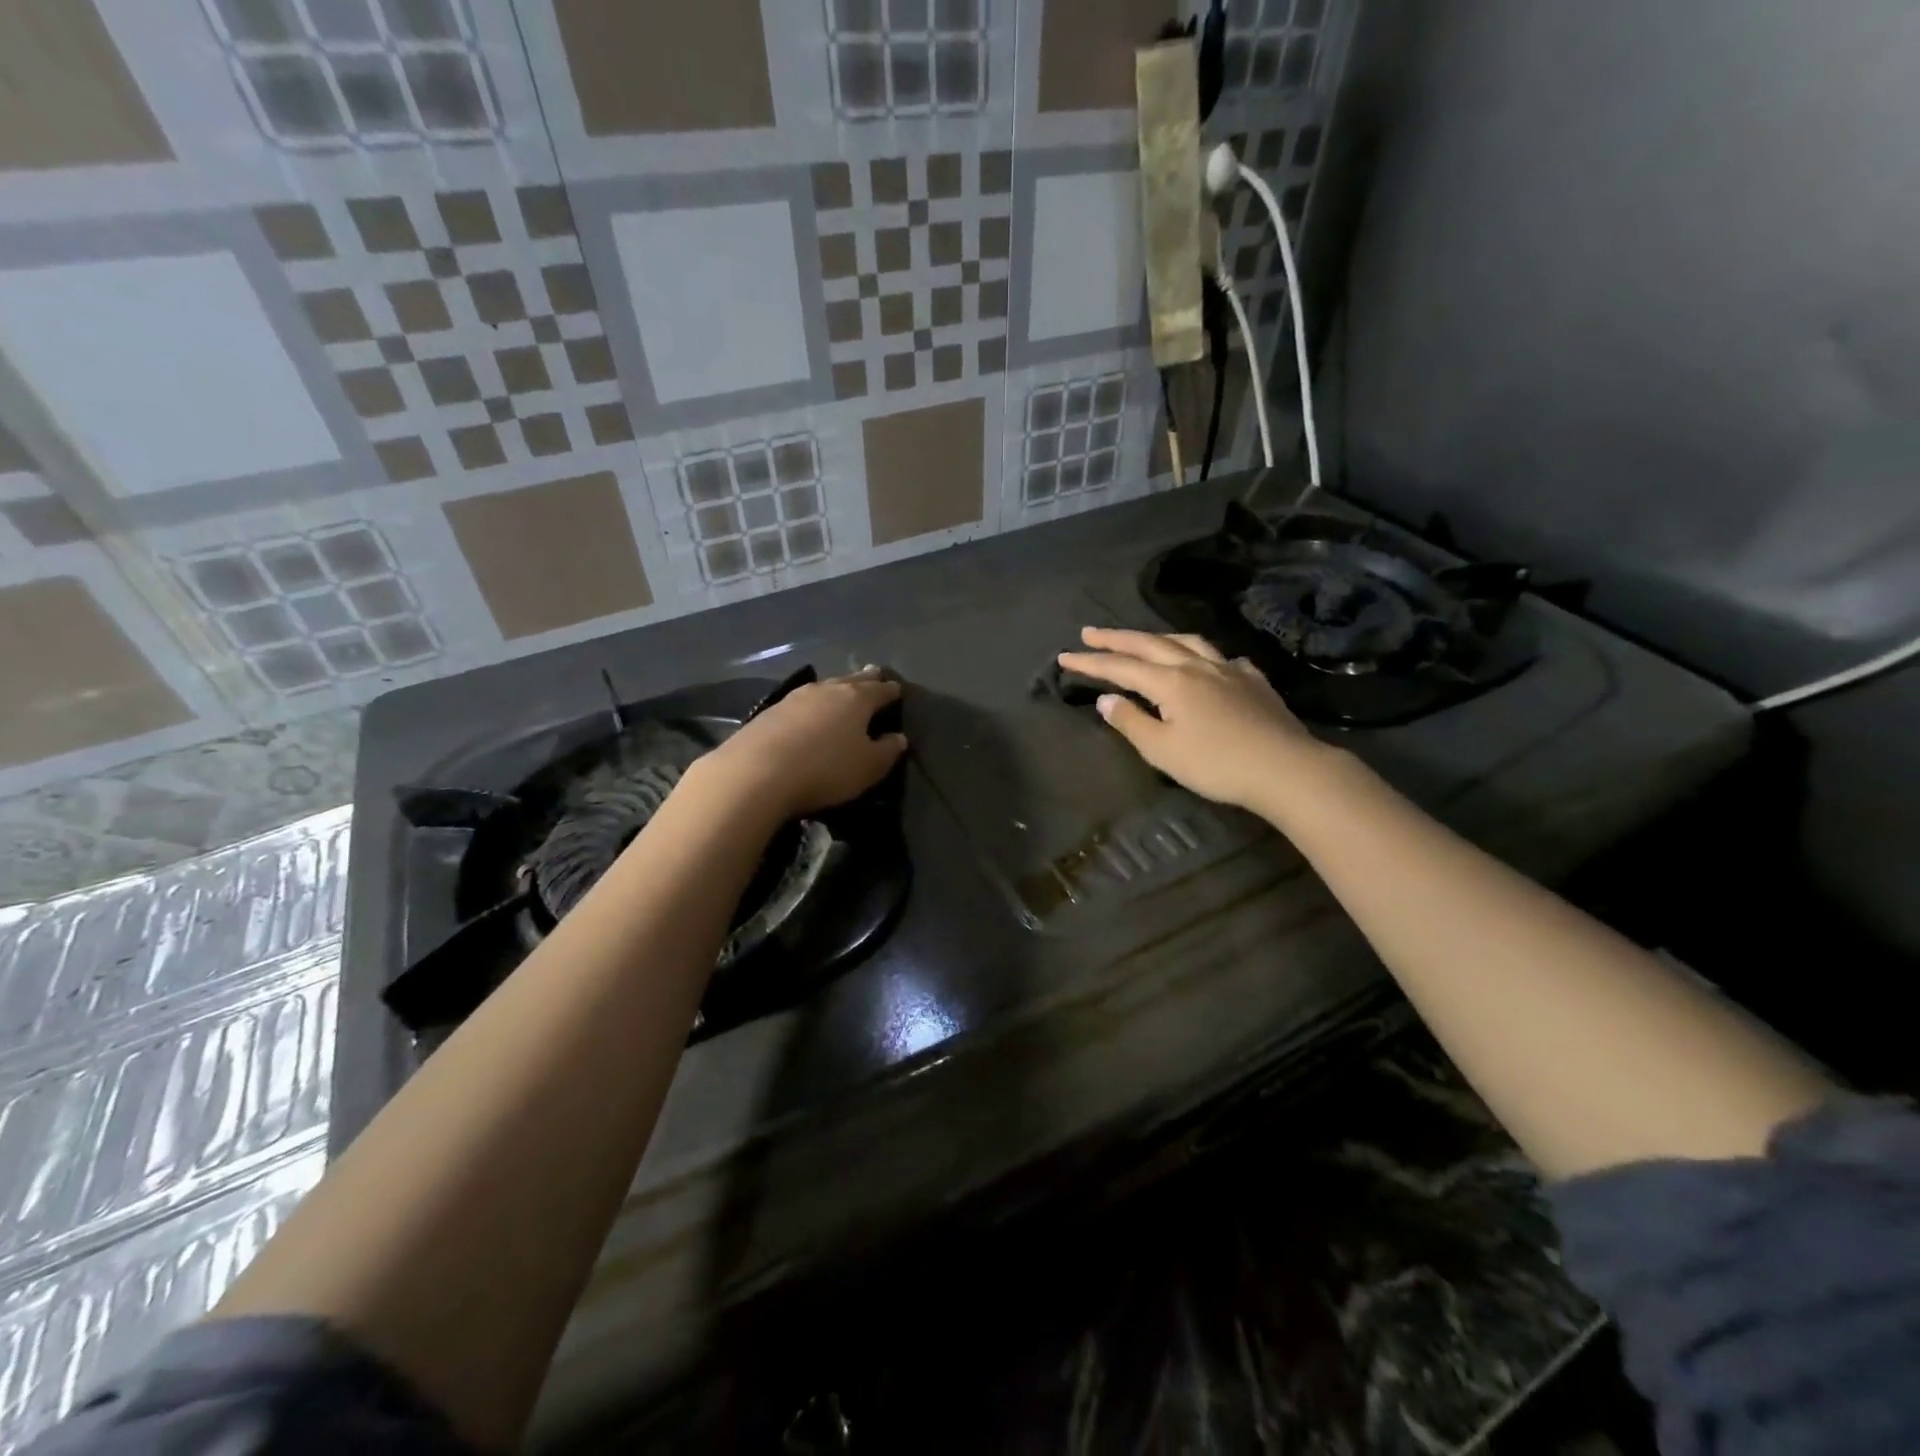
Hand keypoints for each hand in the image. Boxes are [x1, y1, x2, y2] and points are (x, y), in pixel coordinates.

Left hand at [696, 667, 907, 820]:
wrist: (756, 773)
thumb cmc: (825, 769)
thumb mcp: (867, 767)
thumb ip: (887, 751)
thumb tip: (899, 738)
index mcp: (856, 699)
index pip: (880, 690)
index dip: (891, 691)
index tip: (898, 690)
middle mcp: (827, 690)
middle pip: (852, 680)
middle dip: (865, 679)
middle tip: (874, 674)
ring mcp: (795, 698)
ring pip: (825, 688)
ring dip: (836, 689)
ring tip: (843, 690)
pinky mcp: (769, 712)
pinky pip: (801, 702)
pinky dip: (812, 705)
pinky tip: (809, 711)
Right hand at [1057, 628, 1327, 812]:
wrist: (1284, 768)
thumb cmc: (1216, 764)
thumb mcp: (1162, 750)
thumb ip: (1131, 722)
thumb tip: (1107, 699)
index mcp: (1170, 682)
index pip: (1121, 667)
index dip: (1090, 662)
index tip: (1064, 656)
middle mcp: (1196, 666)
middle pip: (1150, 644)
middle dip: (1116, 638)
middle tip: (1090, 632)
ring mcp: (1228, 670)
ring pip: (1187, 642)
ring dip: (1158, 638)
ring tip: (1143, 639)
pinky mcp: (1253, 681)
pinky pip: (1221, 658)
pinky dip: (1202, 655)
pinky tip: (1206, 663)